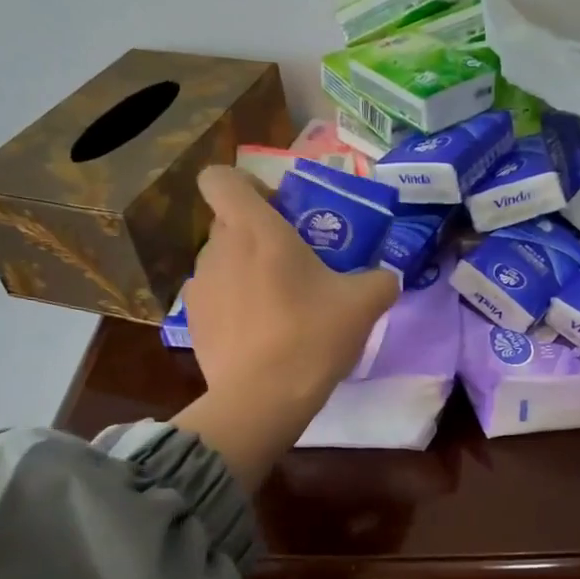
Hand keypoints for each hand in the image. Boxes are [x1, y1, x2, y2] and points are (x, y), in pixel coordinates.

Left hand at [171, 167, 397, 487]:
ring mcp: (199, 287)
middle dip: (256, 234)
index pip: (220, 178)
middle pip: (228, 222)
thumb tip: (387, 277)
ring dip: (244, 272)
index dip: (243, 185)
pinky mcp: (192, 323)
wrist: (263, 399)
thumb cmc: (311, 336)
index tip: (274, 209)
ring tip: (276, 305)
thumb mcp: (364, 304)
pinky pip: (214, 299)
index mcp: (255, 229)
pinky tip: (258, 335)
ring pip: (222, 262)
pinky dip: (233, 306)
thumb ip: (380, 280)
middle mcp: (218, 249)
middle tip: (292, 263)